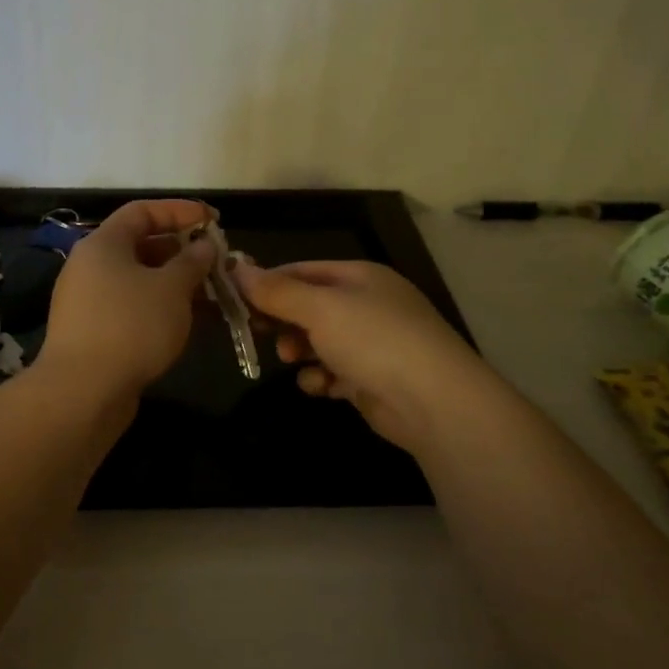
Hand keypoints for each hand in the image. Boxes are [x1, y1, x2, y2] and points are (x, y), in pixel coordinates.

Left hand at [39, 199, 217, 396]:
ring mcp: (90, 301)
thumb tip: (204, 245)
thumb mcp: (171, 289)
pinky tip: (190, 322)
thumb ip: (192, 262)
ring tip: (213, 294)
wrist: (83, 391)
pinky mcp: (95, 332)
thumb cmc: (131, 326)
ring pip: (140, 281)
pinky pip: (133, 308)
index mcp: (103, 244)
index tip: (213, 220)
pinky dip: (161, 308)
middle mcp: (91, 266)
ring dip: (176, 284)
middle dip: (182, 252)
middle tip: (217, 263)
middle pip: (141, 246)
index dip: (179, 211)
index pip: (142, 211)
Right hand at [234, 258, 485, 453]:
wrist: (432, 402)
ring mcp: (371, 343)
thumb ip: (276, 291)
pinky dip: (323, 379)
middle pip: (308, 307)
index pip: (302, 270)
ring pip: (317, 342)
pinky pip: (333, 372)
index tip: (236, 300)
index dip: (268, 283)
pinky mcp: (371, 378)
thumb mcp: (319, 308)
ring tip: (294, 360)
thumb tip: (236, 267)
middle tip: (259, 332)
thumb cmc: (373, 340)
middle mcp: (366, 305)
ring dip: (301, 352)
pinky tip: (324, 387)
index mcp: (359, 276)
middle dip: (283, 321)